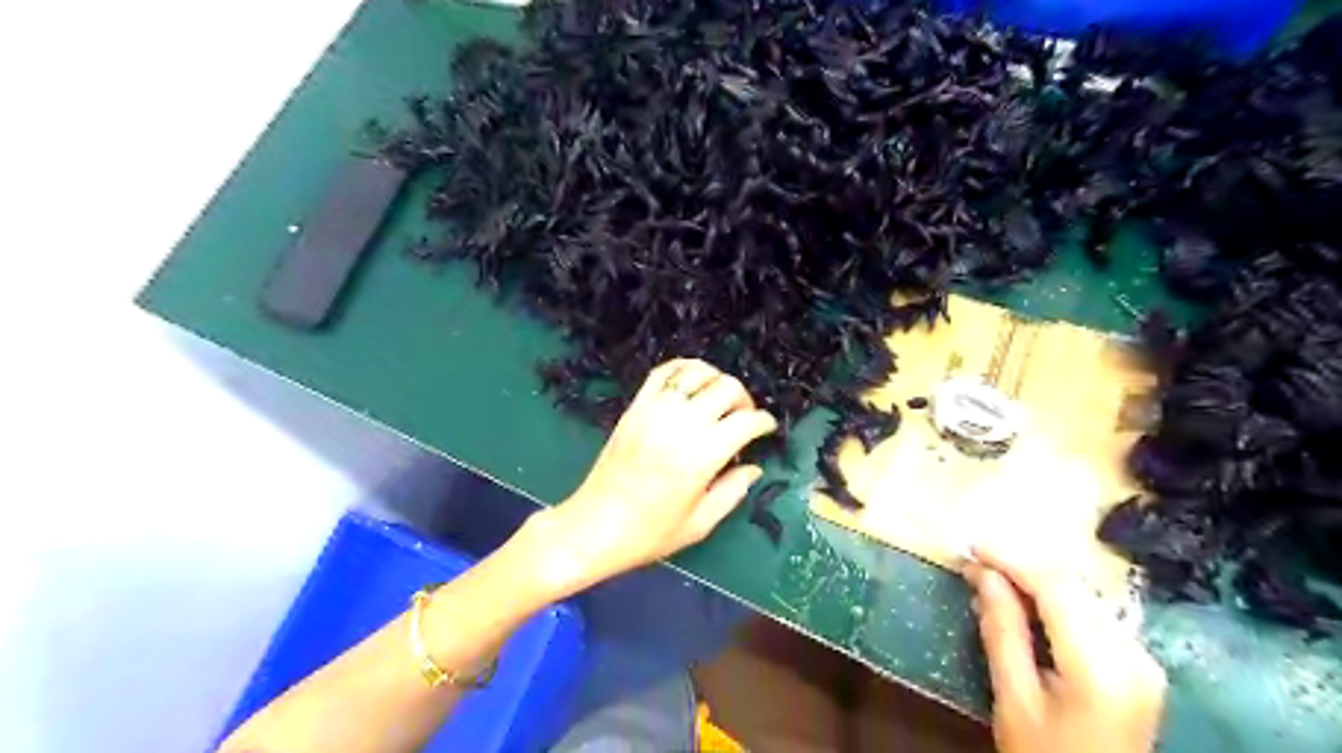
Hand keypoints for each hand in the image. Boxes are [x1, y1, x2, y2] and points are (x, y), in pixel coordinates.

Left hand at [533, 360, 777, 595]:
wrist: (593, 528)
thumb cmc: (649, 534)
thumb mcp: (700, 524)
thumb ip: (732, 492)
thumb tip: (754, 468)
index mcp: (701, 456)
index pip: (746, 422)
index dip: (764, 423)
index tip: (767, 429)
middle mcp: (680, 425)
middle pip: (726, 388)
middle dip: (744, 399)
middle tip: (743, 418)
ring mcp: (654, 411)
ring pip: (696, 372)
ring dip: (716, 380)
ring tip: (718, 399)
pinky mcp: (634, 408)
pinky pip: (662, 373)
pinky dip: (683, 369)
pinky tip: (692, 382)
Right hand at [965, 545, 1165, 752]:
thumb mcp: (1013, 698)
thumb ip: (1002, 630)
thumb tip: (983, 573)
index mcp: (1102, 668)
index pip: (1057, 590)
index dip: (1012, 560)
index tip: (971, 547)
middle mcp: (1134, 655)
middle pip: (1074, 587)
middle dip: (1022, 567)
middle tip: (976, 563)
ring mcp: (1143, 659)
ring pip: (1084, 595)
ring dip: (1037, 581)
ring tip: (993, 579)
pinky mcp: (1139, 664)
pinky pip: (1092, 613)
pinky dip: (1055, 600)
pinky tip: (1026, 603)